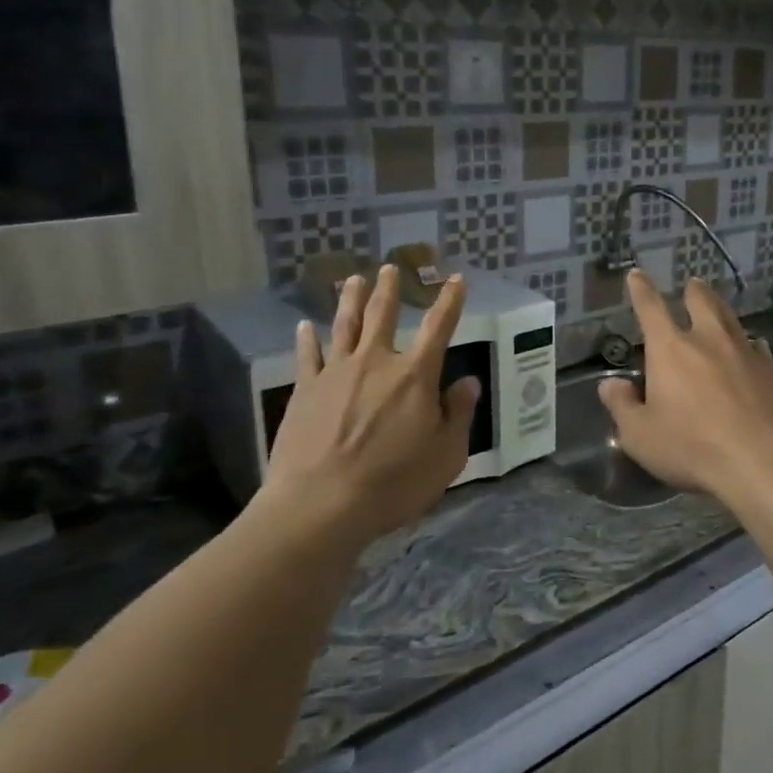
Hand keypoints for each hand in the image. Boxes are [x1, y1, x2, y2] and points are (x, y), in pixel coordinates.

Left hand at [257, 264, 479, 549]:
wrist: (321, 504)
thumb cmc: (394, 483)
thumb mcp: (446, 455)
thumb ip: (458, 414)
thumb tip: (467, 382)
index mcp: (415, 375)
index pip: (438, 327)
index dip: (450, 301)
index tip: (456, 279)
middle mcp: (376, 362)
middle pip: (383, 315)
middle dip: (390, 289)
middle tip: (389, 268)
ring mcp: (336, 372)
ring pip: (345, 325)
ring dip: (351, 299)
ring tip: (353, 279)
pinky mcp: (305, 390)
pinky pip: (308, 355)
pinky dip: (307, 338)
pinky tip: (305, 326)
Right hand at [598, 269, 772, 508]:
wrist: (764, 461)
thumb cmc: (693, 447)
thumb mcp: (640, 435)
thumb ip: (622, 406)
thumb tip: (610, 384)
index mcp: (671, 349)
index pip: (650, 309)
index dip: (641, 289)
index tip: (637, 274)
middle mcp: (709, 340)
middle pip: (701, 302)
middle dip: (693, 291)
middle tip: (692, 284)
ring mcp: (746, 352)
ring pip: (731, 319)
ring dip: (721, 309)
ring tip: (717, 306)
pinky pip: (758, 347)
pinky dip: (749, 343)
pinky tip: (753, 348)